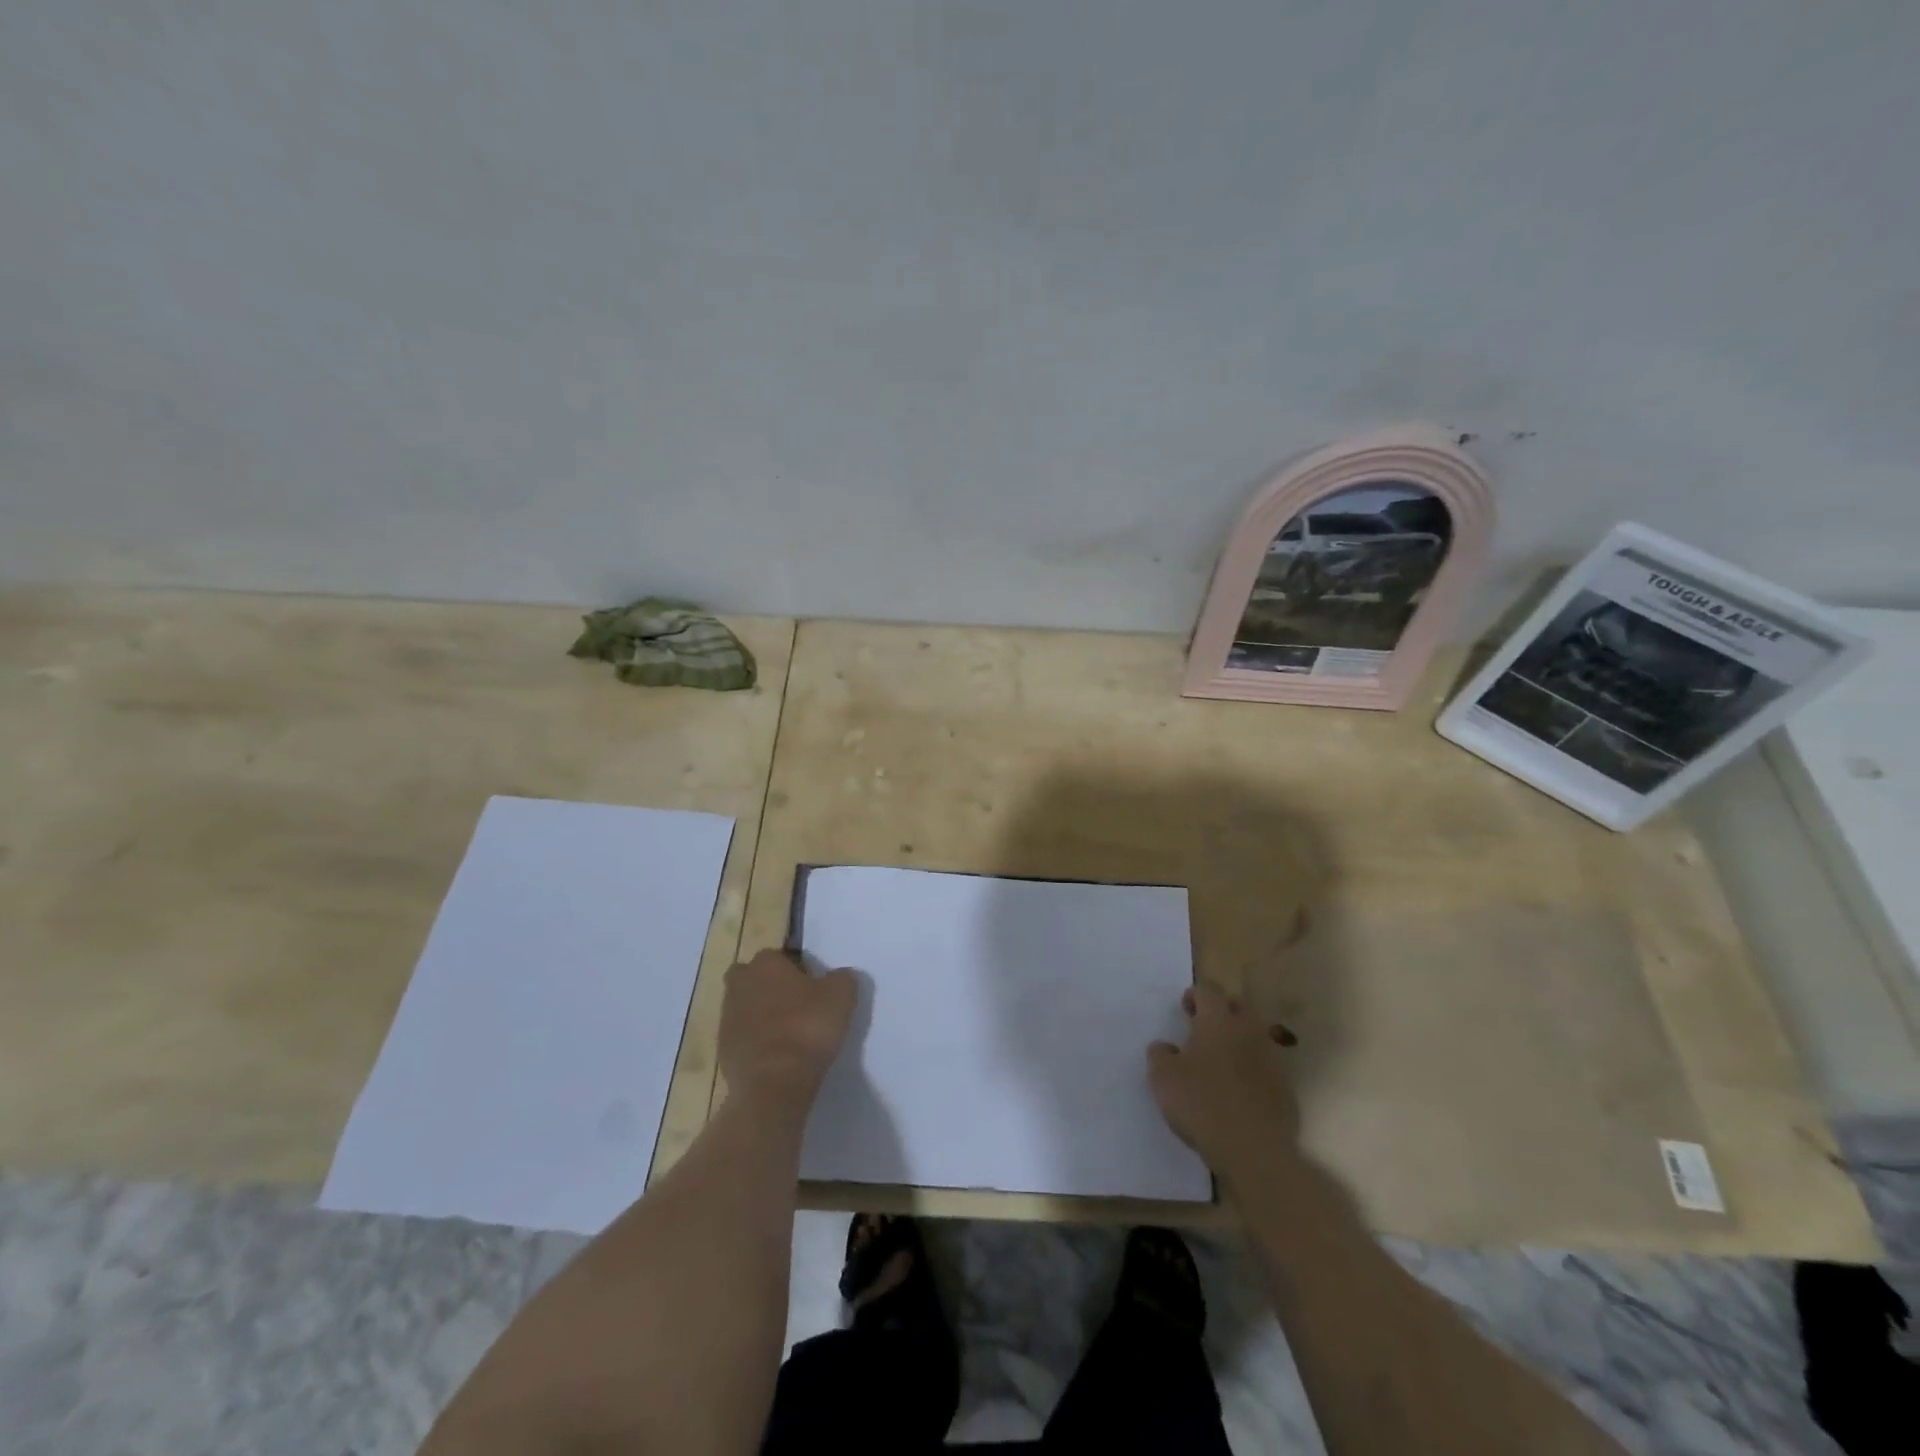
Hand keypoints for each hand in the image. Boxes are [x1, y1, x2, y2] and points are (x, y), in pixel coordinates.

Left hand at [718, 948, 856, 1105]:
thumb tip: (839, 976)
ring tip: (788, 1034)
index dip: (797, 971)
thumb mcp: (841, 996)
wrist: (773, 1083)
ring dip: (761, 1015)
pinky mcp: (722, 1048)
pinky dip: (755, 1041)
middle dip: (770, 987)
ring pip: (746, 1006)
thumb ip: (842, 978)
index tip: (813, 989)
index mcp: (766, 963)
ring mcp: (727, 1017)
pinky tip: (776, 1055)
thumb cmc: (807, 1028)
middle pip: (754, 978)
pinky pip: (742, 1036)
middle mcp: (740, 983)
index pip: (780, 956)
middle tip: (795, 1006)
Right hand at [1148, 983, 1299, 1178]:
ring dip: (1238, 1041)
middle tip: (1203, 1027)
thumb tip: (1166, 1047)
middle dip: (1221, 1010)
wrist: (1254, 1150)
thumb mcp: (1163, 1077)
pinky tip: (1238, 1091)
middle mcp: (1248, 1032)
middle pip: (1238, 1007)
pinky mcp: (1284, 1090)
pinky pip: (1265, 1068)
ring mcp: (1271, 1060)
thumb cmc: (1201, 1103)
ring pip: (1254, 1037)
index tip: (1185, 1006)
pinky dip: (1251, 1070)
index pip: (1209, 991)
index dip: (1195, 994)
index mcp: (1218, 1021)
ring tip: (1220, 1060)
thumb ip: (1160, 1054)